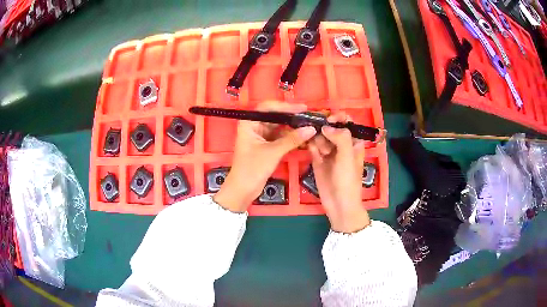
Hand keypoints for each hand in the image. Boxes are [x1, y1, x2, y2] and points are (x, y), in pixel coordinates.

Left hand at [214, 102, 316, 212]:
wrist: (243, 189)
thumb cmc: (252, 168)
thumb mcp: (273, 152)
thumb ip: (292, 139)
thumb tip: (311, 129)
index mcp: (249, 123)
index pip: (268, 108)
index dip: (285, 106)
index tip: (302, 108)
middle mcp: (254, 126)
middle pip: (274, 116)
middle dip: (291, 117)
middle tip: (308, 117)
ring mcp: (260, 136)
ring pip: (279, 127)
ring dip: (292, 127)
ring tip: (308, 126)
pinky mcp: (265, 146)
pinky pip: (280, 137)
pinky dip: (290, 137)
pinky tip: (302, 137)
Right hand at [308, 112, 370, 232]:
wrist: (339, 204)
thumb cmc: (348, 181)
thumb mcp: (348, 157)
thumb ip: (341, 138)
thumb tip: (325, 127)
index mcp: (353, 142)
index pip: (347, 122)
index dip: (338, 117)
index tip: (328, 120)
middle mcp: (341, 144)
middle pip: (330, 127)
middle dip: (324, 128)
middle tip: (319, 134)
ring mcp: (328, 151)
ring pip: (320, 135)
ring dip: (317, 139)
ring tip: (321, 152)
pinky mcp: (317, 159)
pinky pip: (312, 147)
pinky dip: (310, 145)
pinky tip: (312, 151)